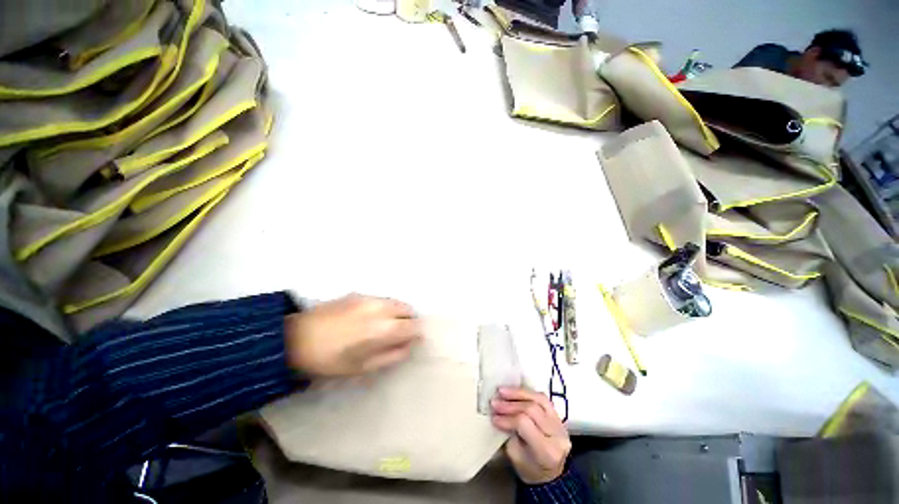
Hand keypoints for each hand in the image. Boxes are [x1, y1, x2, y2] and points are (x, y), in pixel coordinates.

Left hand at [285, 294, 421, 376]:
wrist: (295, 338)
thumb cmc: (330, 360)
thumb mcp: (363, 367)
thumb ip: (391, 356)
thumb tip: (407, 346)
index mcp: (383, 327)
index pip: (414, 327)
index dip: (415, 337)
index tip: (408, 346)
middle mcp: (378, 306)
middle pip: (407, 309)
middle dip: (408, 322)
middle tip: (397, 338)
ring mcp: (365, 297)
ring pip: (392, 301)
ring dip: (395, 313)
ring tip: (382, 330)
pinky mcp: (352, 293)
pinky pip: (377, 299)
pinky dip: (382, 308)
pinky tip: (367, 322)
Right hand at [491, 387, 570, 484]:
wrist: (551, 474)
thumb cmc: (530, 470)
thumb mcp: (515, 458)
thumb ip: (510, 437)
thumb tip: (499, 416)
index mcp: (546, 450)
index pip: (525, 424)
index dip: (507, 418)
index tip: (493, 417)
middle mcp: (558, 435)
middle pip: (534, 410)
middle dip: (511, 404)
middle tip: (494, 402)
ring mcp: (562, 425)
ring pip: (542, 401)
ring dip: (521, 394)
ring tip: (503, 391)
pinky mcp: (561, 419)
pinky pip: (546, 401)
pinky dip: (530, 395)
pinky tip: (516, 393)